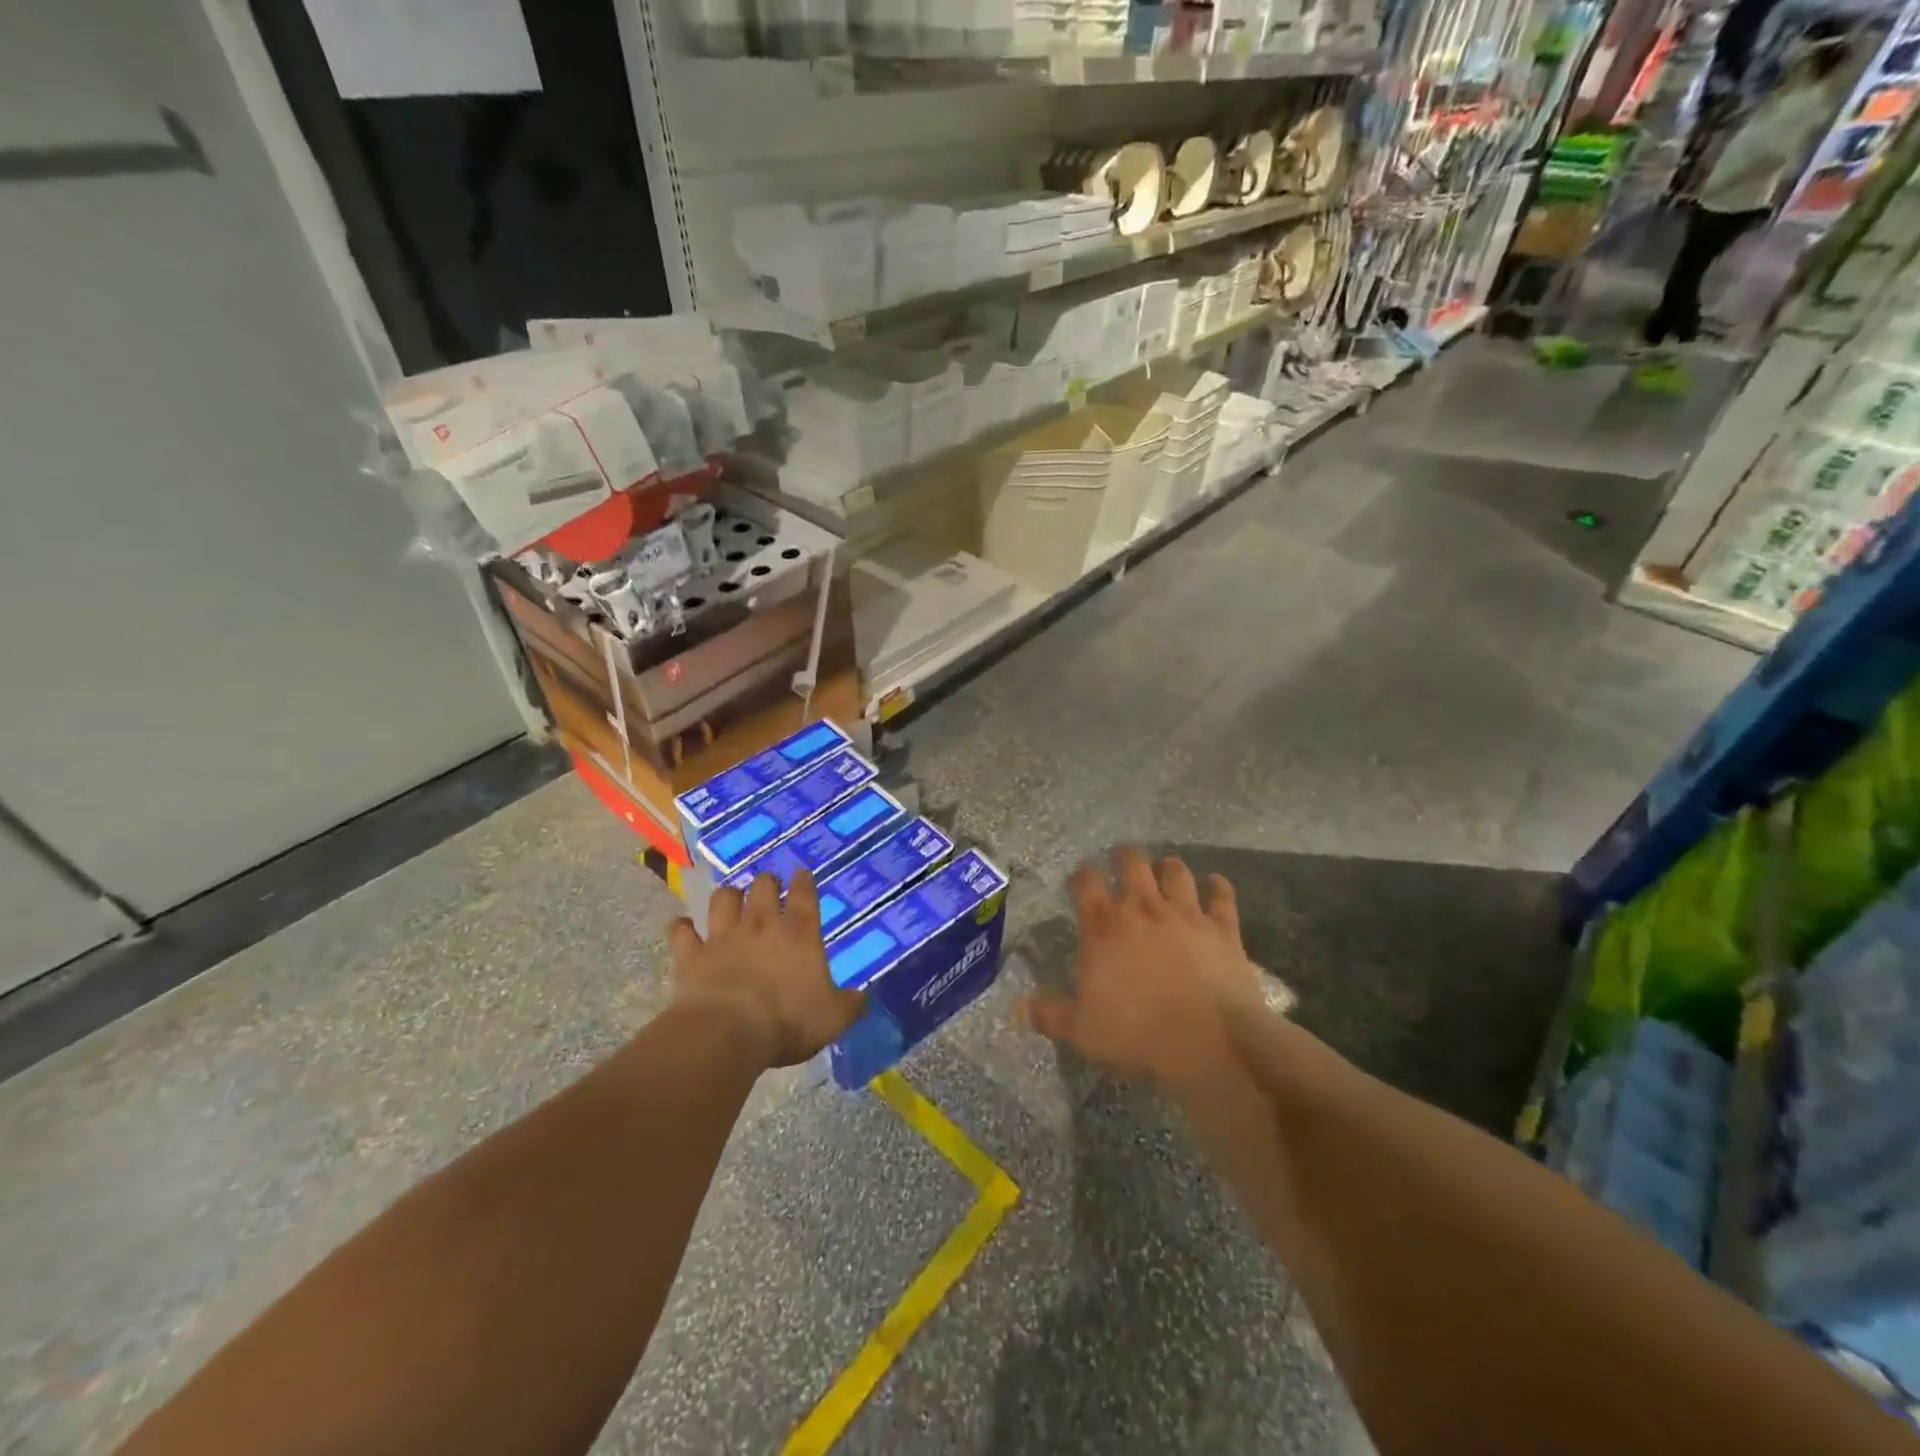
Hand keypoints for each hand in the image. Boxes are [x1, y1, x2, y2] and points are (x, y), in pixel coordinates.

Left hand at [669, 871, 863, 1068]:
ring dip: (727, 896)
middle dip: (766, 881)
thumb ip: (850, 1004)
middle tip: (768, 885)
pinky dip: (682, 928)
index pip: (804, 894)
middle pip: (762, 886)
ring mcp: (723, 936)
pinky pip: (682, 932)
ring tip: (730, 898)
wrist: (728, 1032)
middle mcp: (761, 924)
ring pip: (722, 899)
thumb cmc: (788, 1020)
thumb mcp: (833, 1018)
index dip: (804, 880)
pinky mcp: (691, 955)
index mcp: (799, 932)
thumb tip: (862, 997)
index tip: (802, 872)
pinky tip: (683, 926)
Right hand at [1019, 848, 1271, 1090]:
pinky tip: (1216, 884)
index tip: (1080, 880)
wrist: (1208, 1042)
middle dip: (1125, 857)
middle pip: (1132, 862)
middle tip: (1123, 862)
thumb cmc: (1136, 1033)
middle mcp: (1143, 908)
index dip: (1081, 875)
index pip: (1086, 881)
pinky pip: (1222, 897)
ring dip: (1168, 867)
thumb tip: (1017, 1009)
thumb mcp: (1082, 1031)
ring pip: (1176, 872)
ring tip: (1165, 869)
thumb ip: (1049, 1014)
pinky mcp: (1222, 929)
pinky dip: (1219, 887)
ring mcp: (1186, 914)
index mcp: (1104, 926)